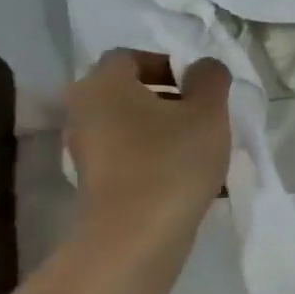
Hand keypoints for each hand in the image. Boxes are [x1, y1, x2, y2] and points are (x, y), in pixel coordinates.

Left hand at [65, 51, 230, 243]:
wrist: (135, 237)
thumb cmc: (172, 162)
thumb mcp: (208, 112)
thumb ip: (210, 79)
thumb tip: (204, 67)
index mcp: (103, 83)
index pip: (133, 56)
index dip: (170, 64)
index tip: (202, 87)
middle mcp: (84, 110)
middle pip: (131, 92)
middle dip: (173, 100)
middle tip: (208, 116)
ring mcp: (85, 149)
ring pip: (134, 125)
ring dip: (168, 131)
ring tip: (204, 150)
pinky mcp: (95, 181)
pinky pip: (131, 155)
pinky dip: (157, 157)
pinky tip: (188, 176)